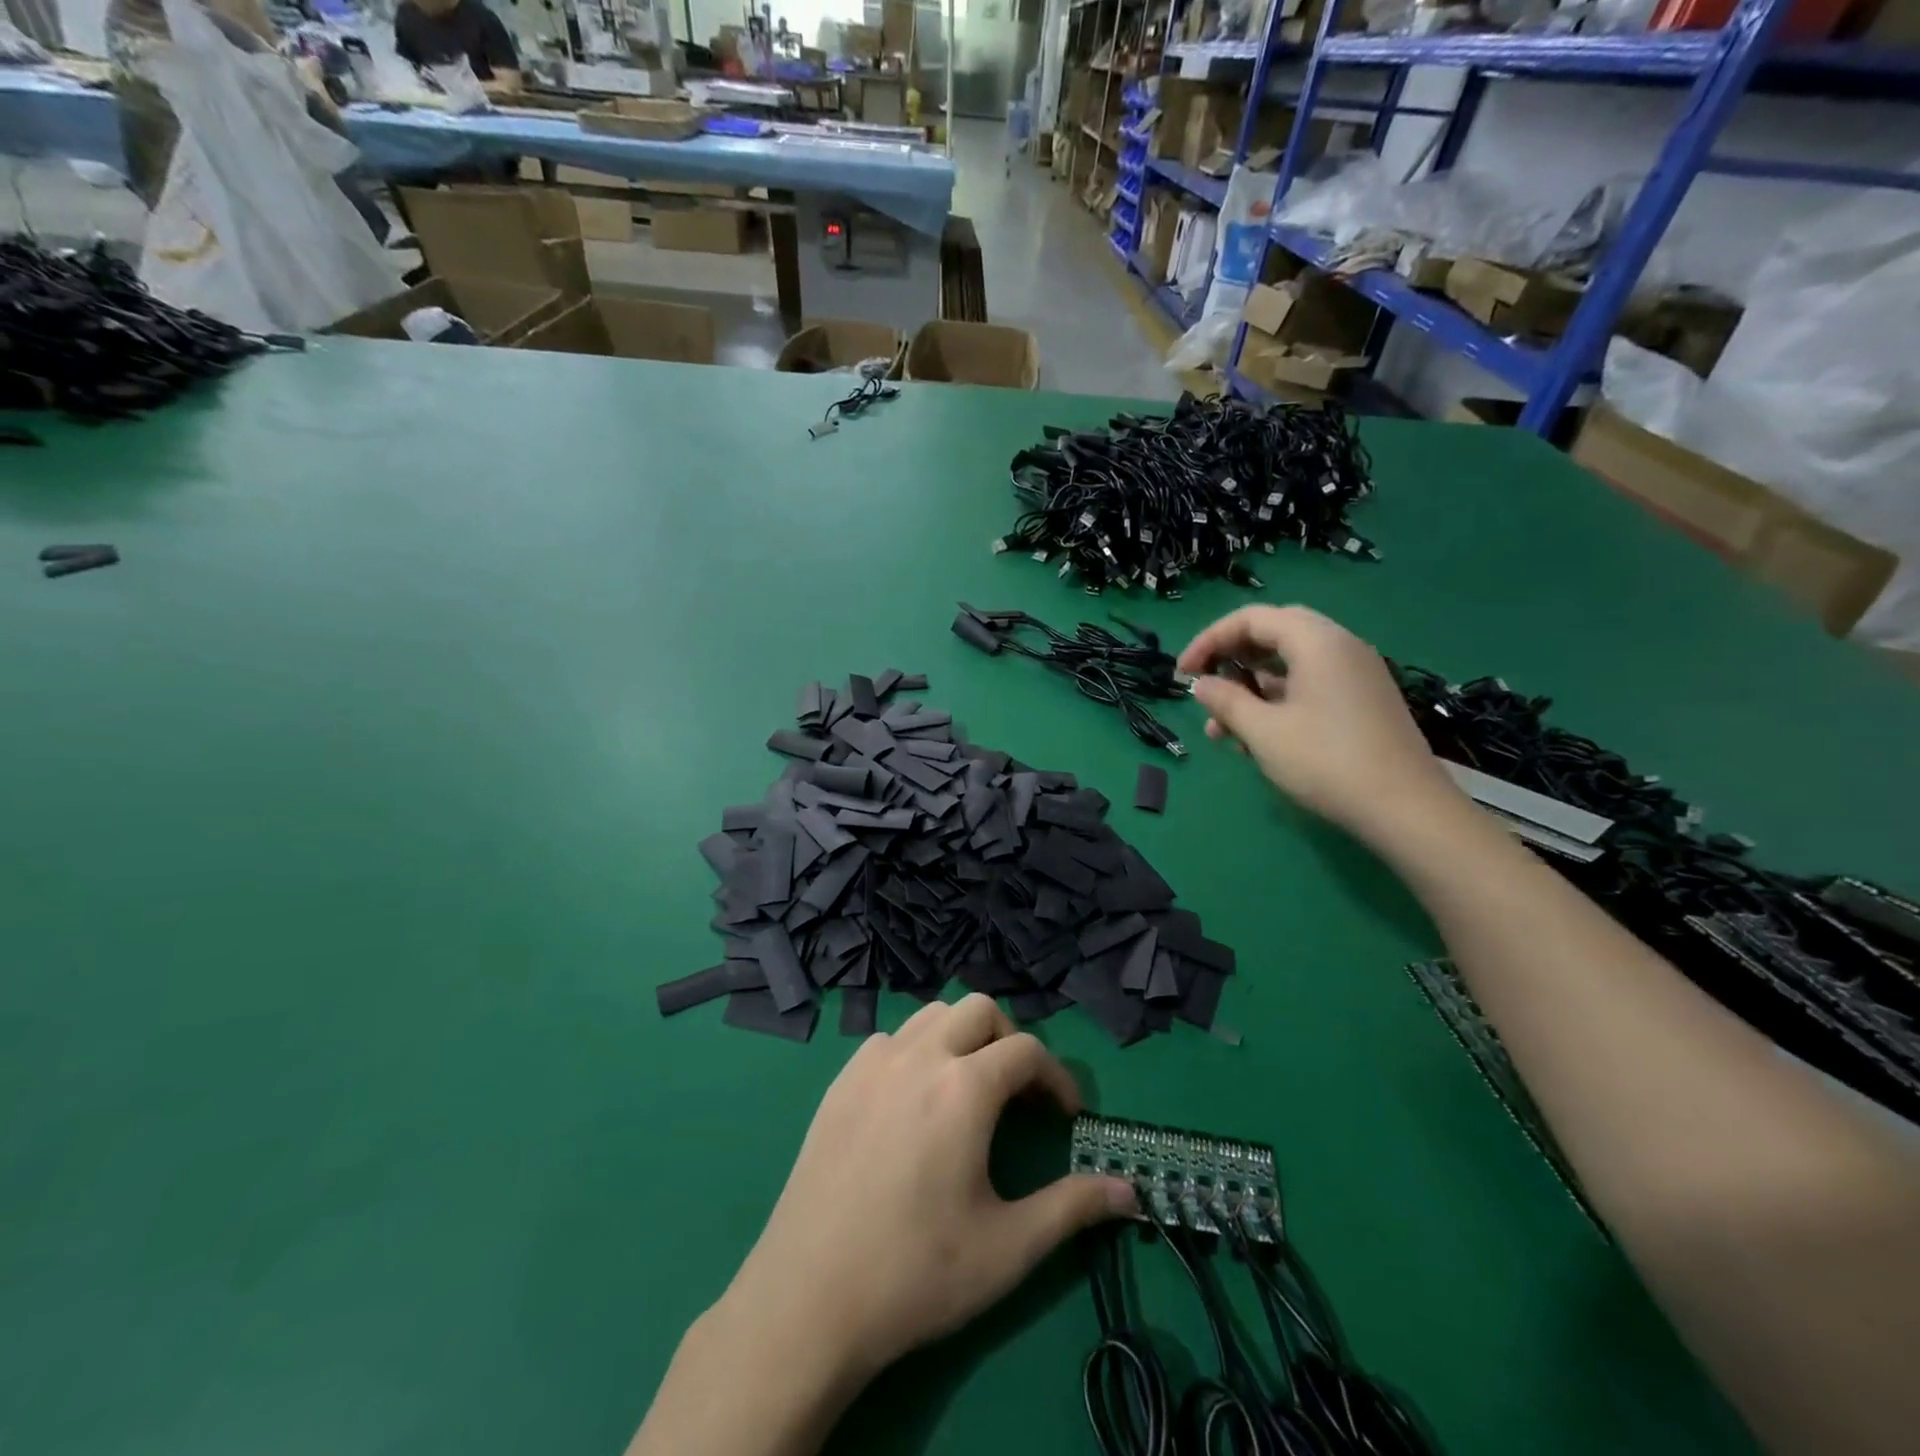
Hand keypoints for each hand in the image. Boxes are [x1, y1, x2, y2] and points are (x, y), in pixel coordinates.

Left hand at [715, 995, 1134, 1383]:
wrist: (808, 1298)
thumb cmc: (917, 1273)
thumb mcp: (1008, 1248)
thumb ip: (1073, 1208)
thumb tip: (1131, 1192)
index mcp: (964, 1087)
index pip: (1027, 1050)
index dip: (1057, 1078)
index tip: (1066, 1117)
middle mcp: (920, 1057)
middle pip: (979, 1009)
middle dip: (1010, 1040)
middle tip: (1018, 1094)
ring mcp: (873, 1063)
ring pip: (932, 1014)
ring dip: (962, 1037)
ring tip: (969, 1091)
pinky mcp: (840, 1081)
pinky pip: (891, 1039)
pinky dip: (917, 1051)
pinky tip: (914, 1103)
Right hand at [1177, 605, 1459, 843]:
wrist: (1405, 808)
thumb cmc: (1326, 762)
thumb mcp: (1263, 732)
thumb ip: (1226, 701)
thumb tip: (1201, 684)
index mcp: (1316, 641)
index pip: (1251, 619)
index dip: (1209, 640)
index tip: (1182, 673)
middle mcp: (1340, 645)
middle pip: (1273, 633)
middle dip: (1232, 657)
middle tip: (1205, 684)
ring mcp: (1356, 672)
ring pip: (1290, 662)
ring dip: (1251, 685)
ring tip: (1220, 726)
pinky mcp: (1362, 699)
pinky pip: (1310, 683)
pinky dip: (1277, 699)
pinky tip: (1255, 735)